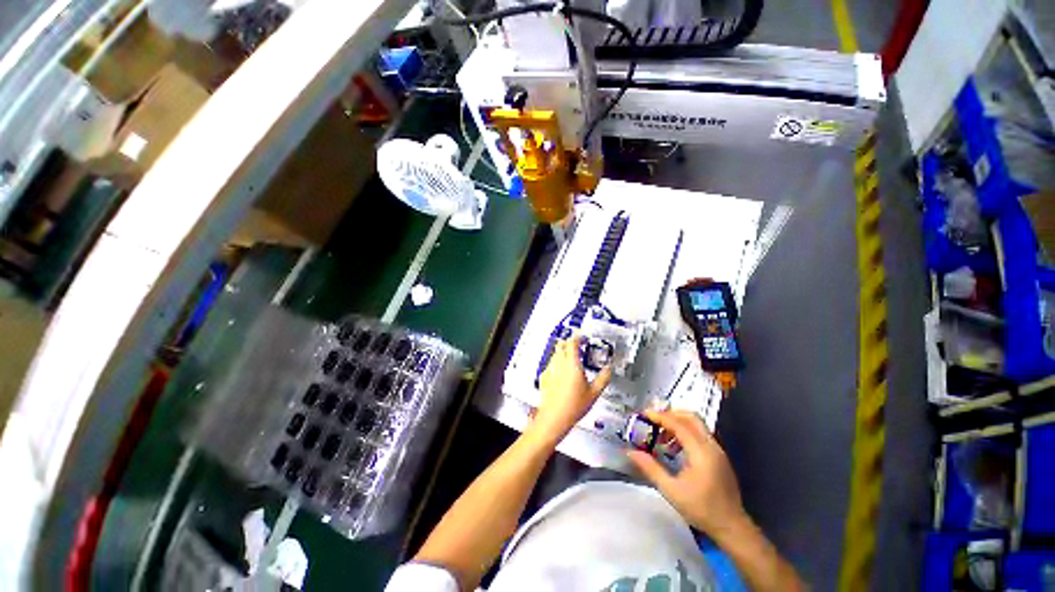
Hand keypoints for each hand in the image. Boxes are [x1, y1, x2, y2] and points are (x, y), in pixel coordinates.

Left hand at [530, 334, 611, 443]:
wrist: (554, 417)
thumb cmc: (572, 406)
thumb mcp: (594, 393)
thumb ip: (603, 378)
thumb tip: (608, 370)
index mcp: (572, 364)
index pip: (573, 343)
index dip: (577, 337)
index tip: (581, 336)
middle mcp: (559, 364)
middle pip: (561, 345)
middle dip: (569, 342)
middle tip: (576, 345)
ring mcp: (550, 369)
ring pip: (555, 353)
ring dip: (562, 352)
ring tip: (570, 359)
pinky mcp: (544, 376)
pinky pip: (550, 364)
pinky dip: (556, 363)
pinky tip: (561, 372)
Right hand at [627, 410, 748, 541]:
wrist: (732, 527)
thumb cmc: (701, 509)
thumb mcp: (671, 491)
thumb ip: (651, 468)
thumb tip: (631, 451)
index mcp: (701, 452)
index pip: (679, 424)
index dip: (660, 416)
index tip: (644, 414)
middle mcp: (711, 446)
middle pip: (691, 417)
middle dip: (670, 414)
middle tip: (653, 420)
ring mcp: (717, 450)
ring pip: (697, 424)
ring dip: (678, 423)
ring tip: (662, 437)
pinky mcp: (719, 456)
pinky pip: (700, 434)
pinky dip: (686, 432)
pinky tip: (675, 448)